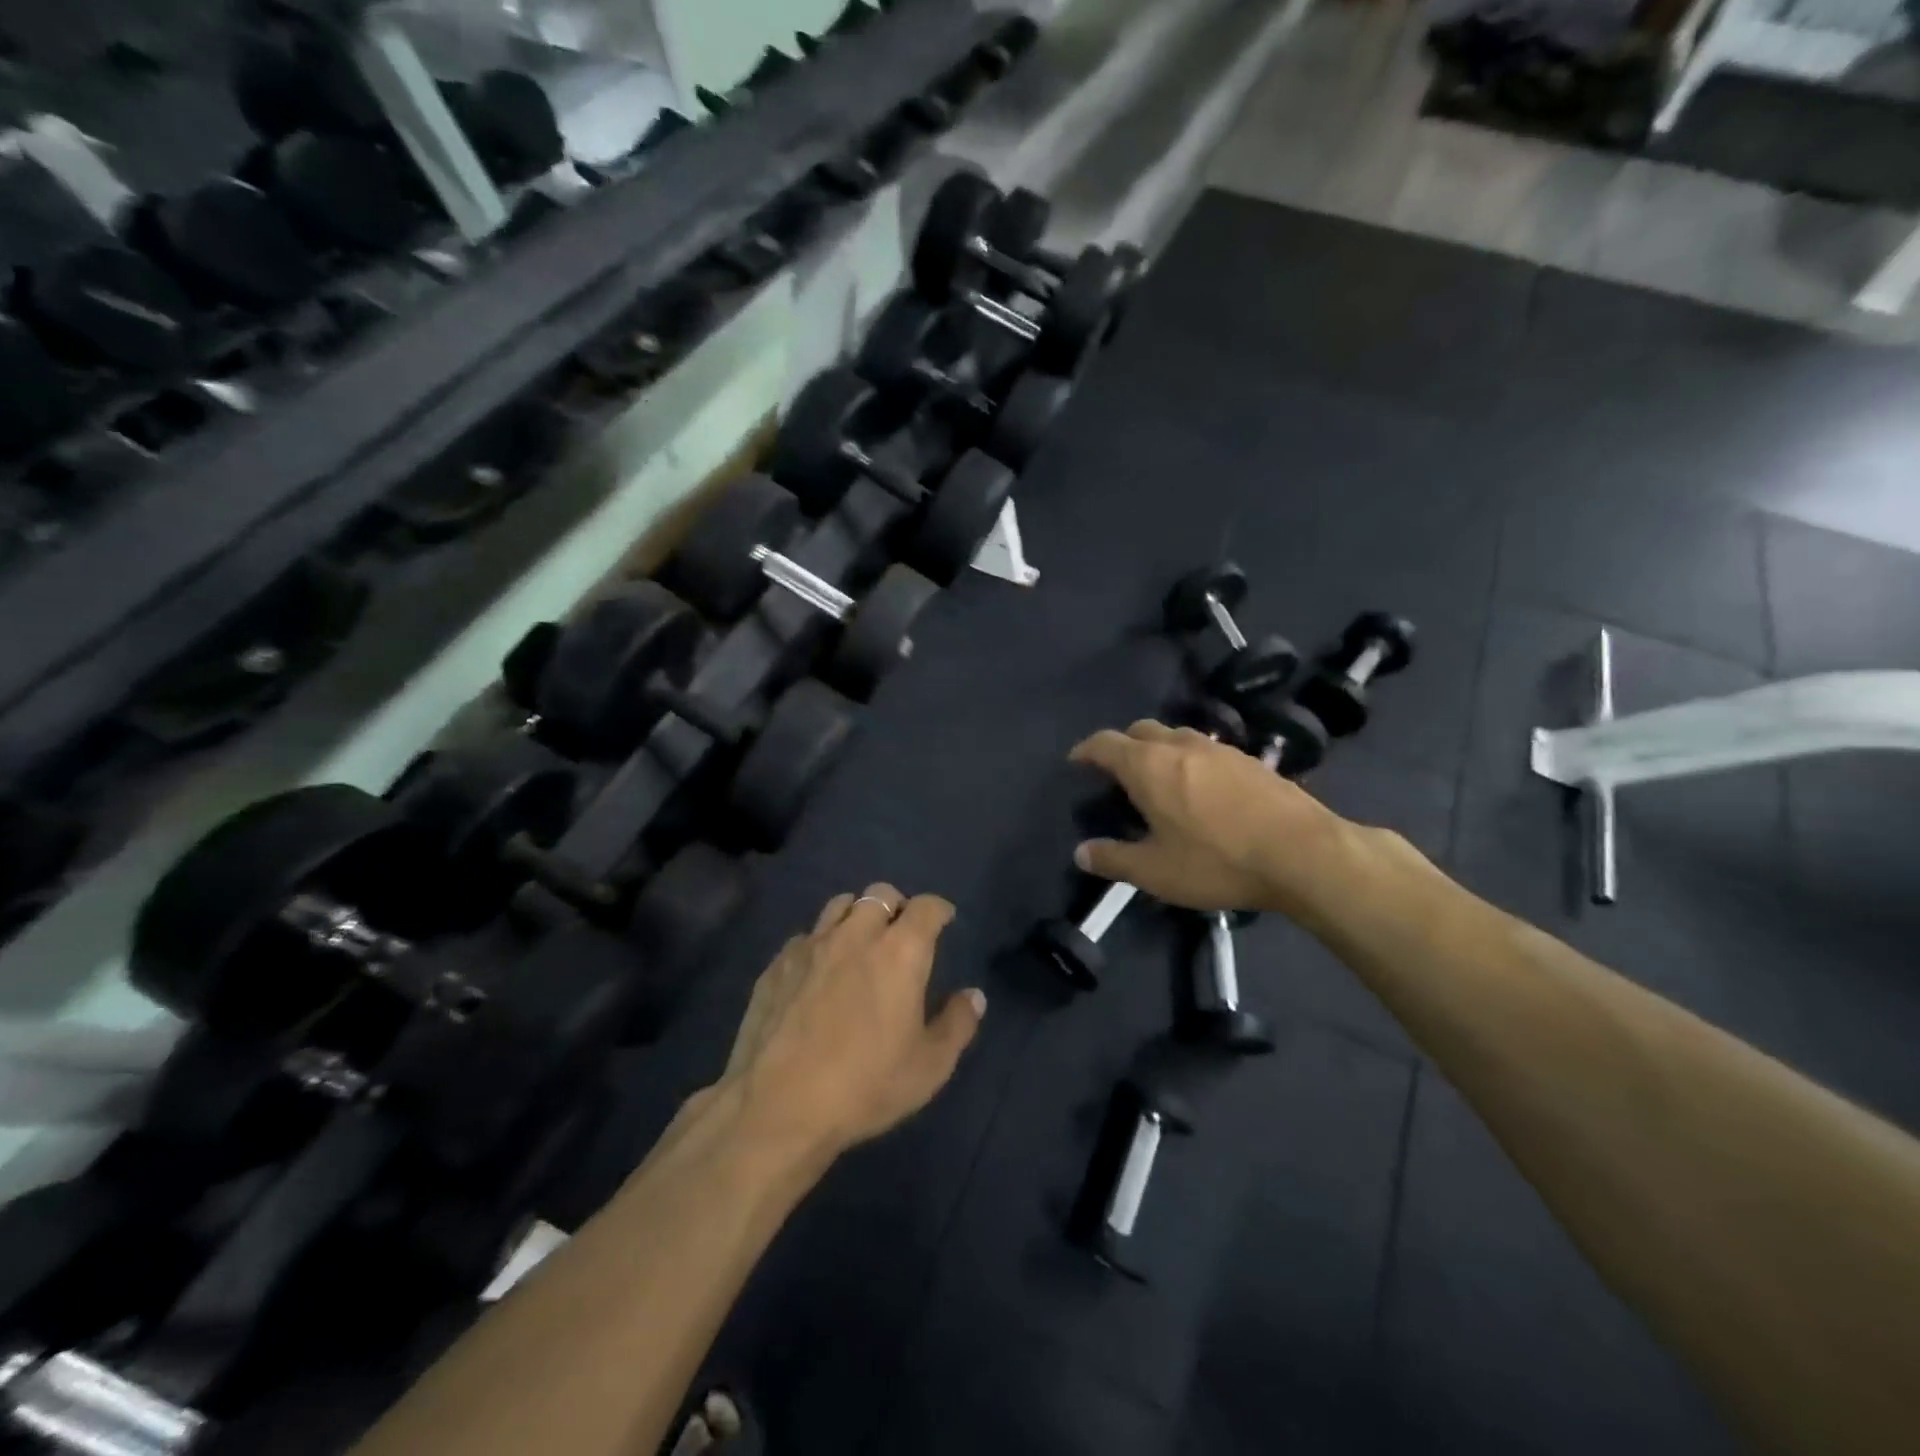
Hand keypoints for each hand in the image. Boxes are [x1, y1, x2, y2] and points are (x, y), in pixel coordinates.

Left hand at [717, 885, 983, 1160]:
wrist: (778, 1106)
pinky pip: (805, 936)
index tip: (944, 920)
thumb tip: (974, 995)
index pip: (926, 907)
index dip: (939, 909)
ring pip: (839, 905)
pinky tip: (818, 973)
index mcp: (900, 952)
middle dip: (897, 906)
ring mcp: (811, 945)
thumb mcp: (928, 1067)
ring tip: (859, 944)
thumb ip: (957, 1024)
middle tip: (901, 934)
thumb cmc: (865, 1085)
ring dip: (856, 916)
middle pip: (880, 894)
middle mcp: (856, 935)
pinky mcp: (777, 964)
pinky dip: (820, 943)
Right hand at [1068, 720, 1364, 921]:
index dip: (1085, 751)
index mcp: (1148, 766)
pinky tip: (1201, 789)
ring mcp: (1218, 748)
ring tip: (1158, 780)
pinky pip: (1206, 749)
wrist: (1302, 853)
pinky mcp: (1250, 759)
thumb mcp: (1155, 872)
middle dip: (1122, 745)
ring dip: (1158, 749)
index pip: (1105, 744)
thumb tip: (1081, 853)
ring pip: (1176, 735)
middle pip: (1140, 730)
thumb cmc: (1217, 861)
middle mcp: (1180, 745)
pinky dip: (1190, 760)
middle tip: (1117, 774)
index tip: (1076, 762)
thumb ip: (1113, 859)